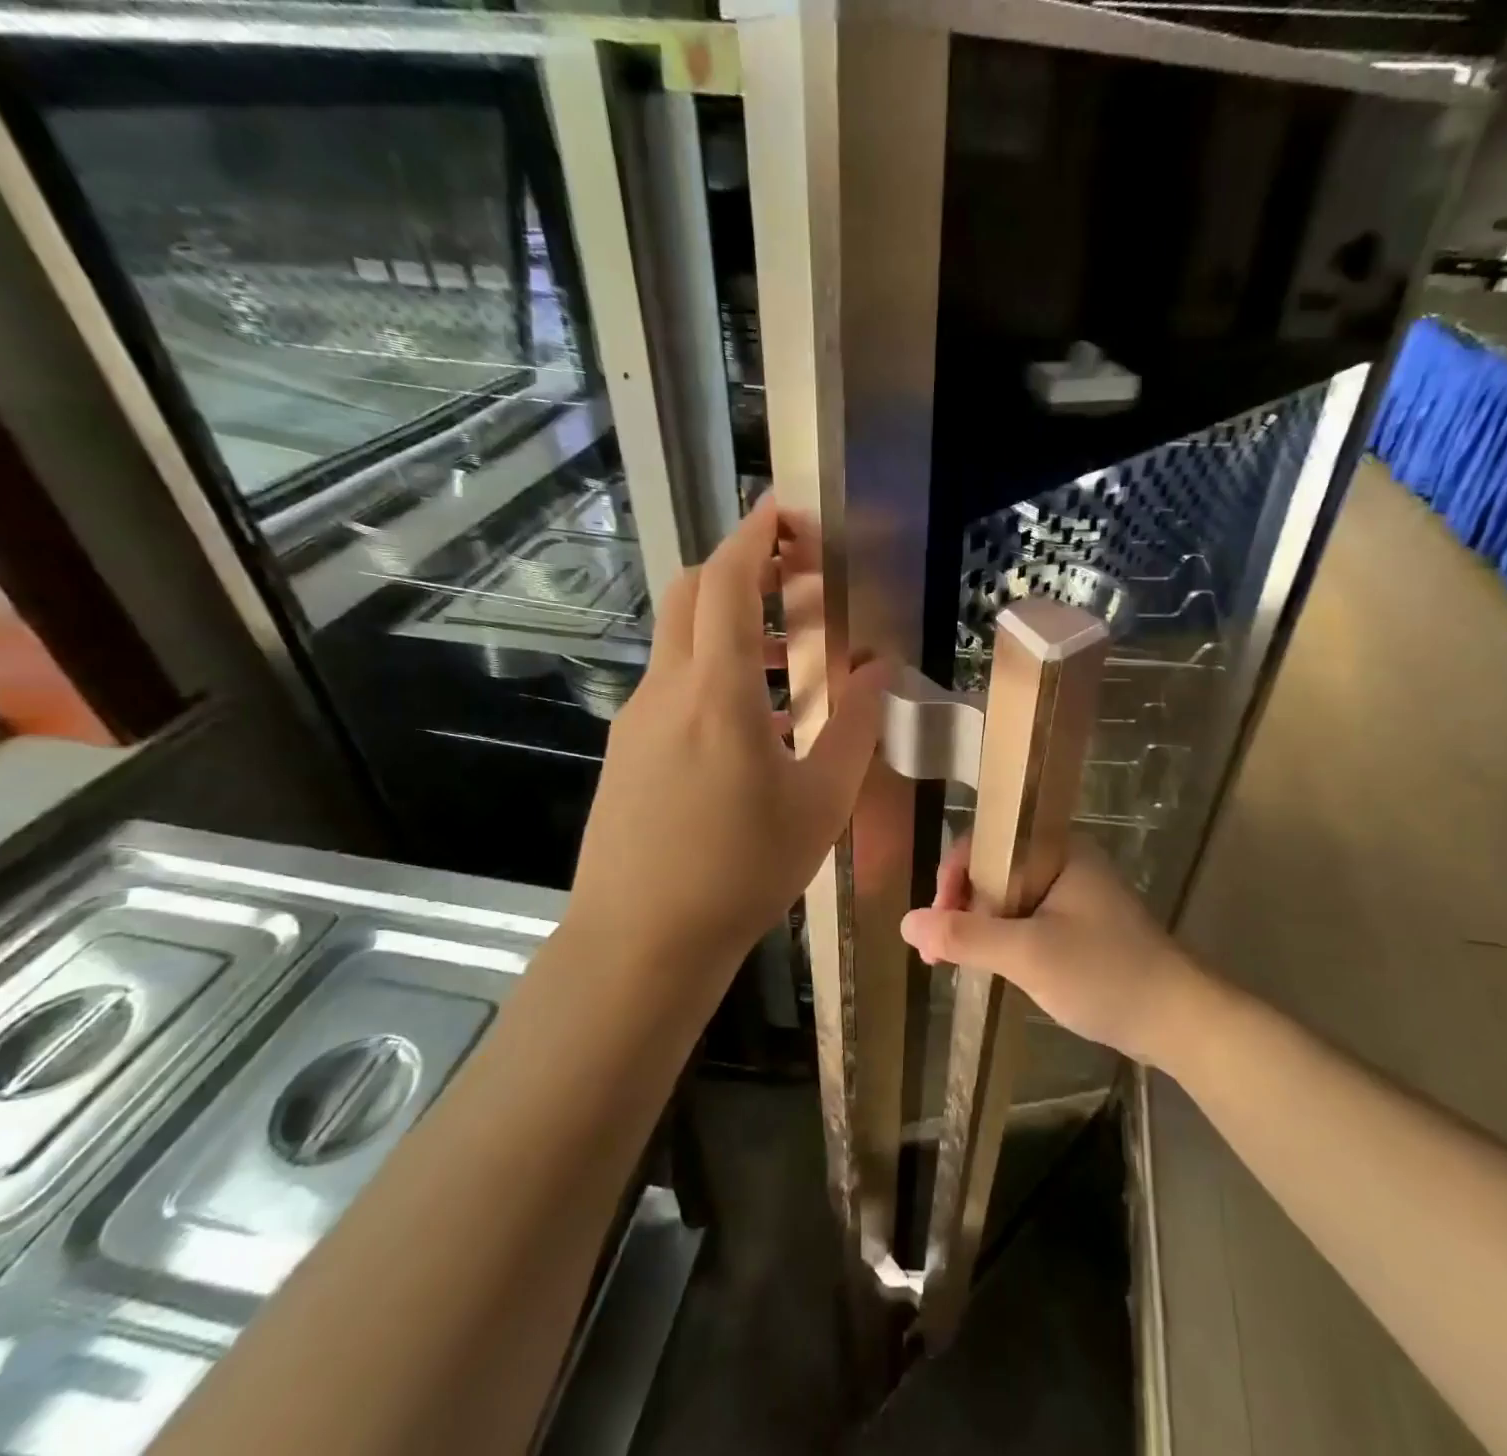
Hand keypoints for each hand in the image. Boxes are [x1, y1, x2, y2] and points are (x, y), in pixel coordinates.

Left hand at [568, 496, 888, 995]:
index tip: (785, 508)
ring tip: (793, 654)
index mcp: (717, 693)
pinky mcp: (627, 748)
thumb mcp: (820, 802)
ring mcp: (638, 718)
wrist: (641, 941)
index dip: (756, 535)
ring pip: (682, 640)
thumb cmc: (741, 872)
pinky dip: (715, 670)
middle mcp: (667, 690)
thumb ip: (855, 726)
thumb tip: (878, 669)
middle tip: (797, 574)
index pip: (729, 584)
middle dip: (743, 566)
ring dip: (733, 623)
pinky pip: (674, 684)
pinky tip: (754, 719)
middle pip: (694, 594)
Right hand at [900, 836, 1210, 1066]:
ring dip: (978, 928)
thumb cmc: (1105, 974)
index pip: (987, 843)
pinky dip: (1002, 941)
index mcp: (1058, 849)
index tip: (938, 922)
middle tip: (938, 954)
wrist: (1179, 1021)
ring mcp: (1073, 895)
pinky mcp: (1078, 926)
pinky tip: (986, 966)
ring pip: (1008, 899)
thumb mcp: (1028, 954)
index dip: (953, 877)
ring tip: (951, 964)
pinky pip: (1026, 921)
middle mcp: (1064, 862)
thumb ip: (966, 936)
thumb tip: (906, 921)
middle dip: (961, 909)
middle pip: (993, 871)